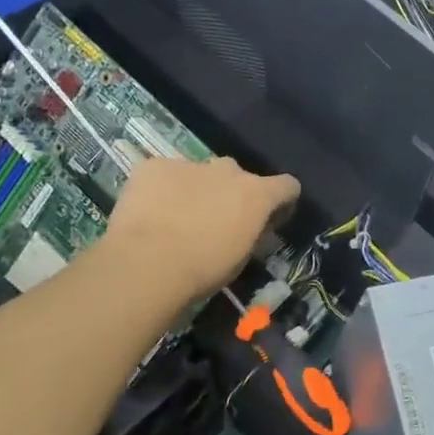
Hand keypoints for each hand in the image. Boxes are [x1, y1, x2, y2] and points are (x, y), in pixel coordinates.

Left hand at [103, 156, 298, 298]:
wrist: (147, 263)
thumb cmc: (202, 270)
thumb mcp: (240, 259)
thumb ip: (250, 234)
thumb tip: (250, 227)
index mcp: (256, 193)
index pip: (287, 185)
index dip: (281, 201)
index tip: (269, 219)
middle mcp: (228, 170)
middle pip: (237, 175)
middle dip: (231, 193)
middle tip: (215, 222)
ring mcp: (190, 163)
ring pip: (199, 172)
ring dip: (195, 189)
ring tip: (175, 218)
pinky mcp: (155, 166)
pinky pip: (164, 173)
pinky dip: (161, 188)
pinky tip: (148, 212)